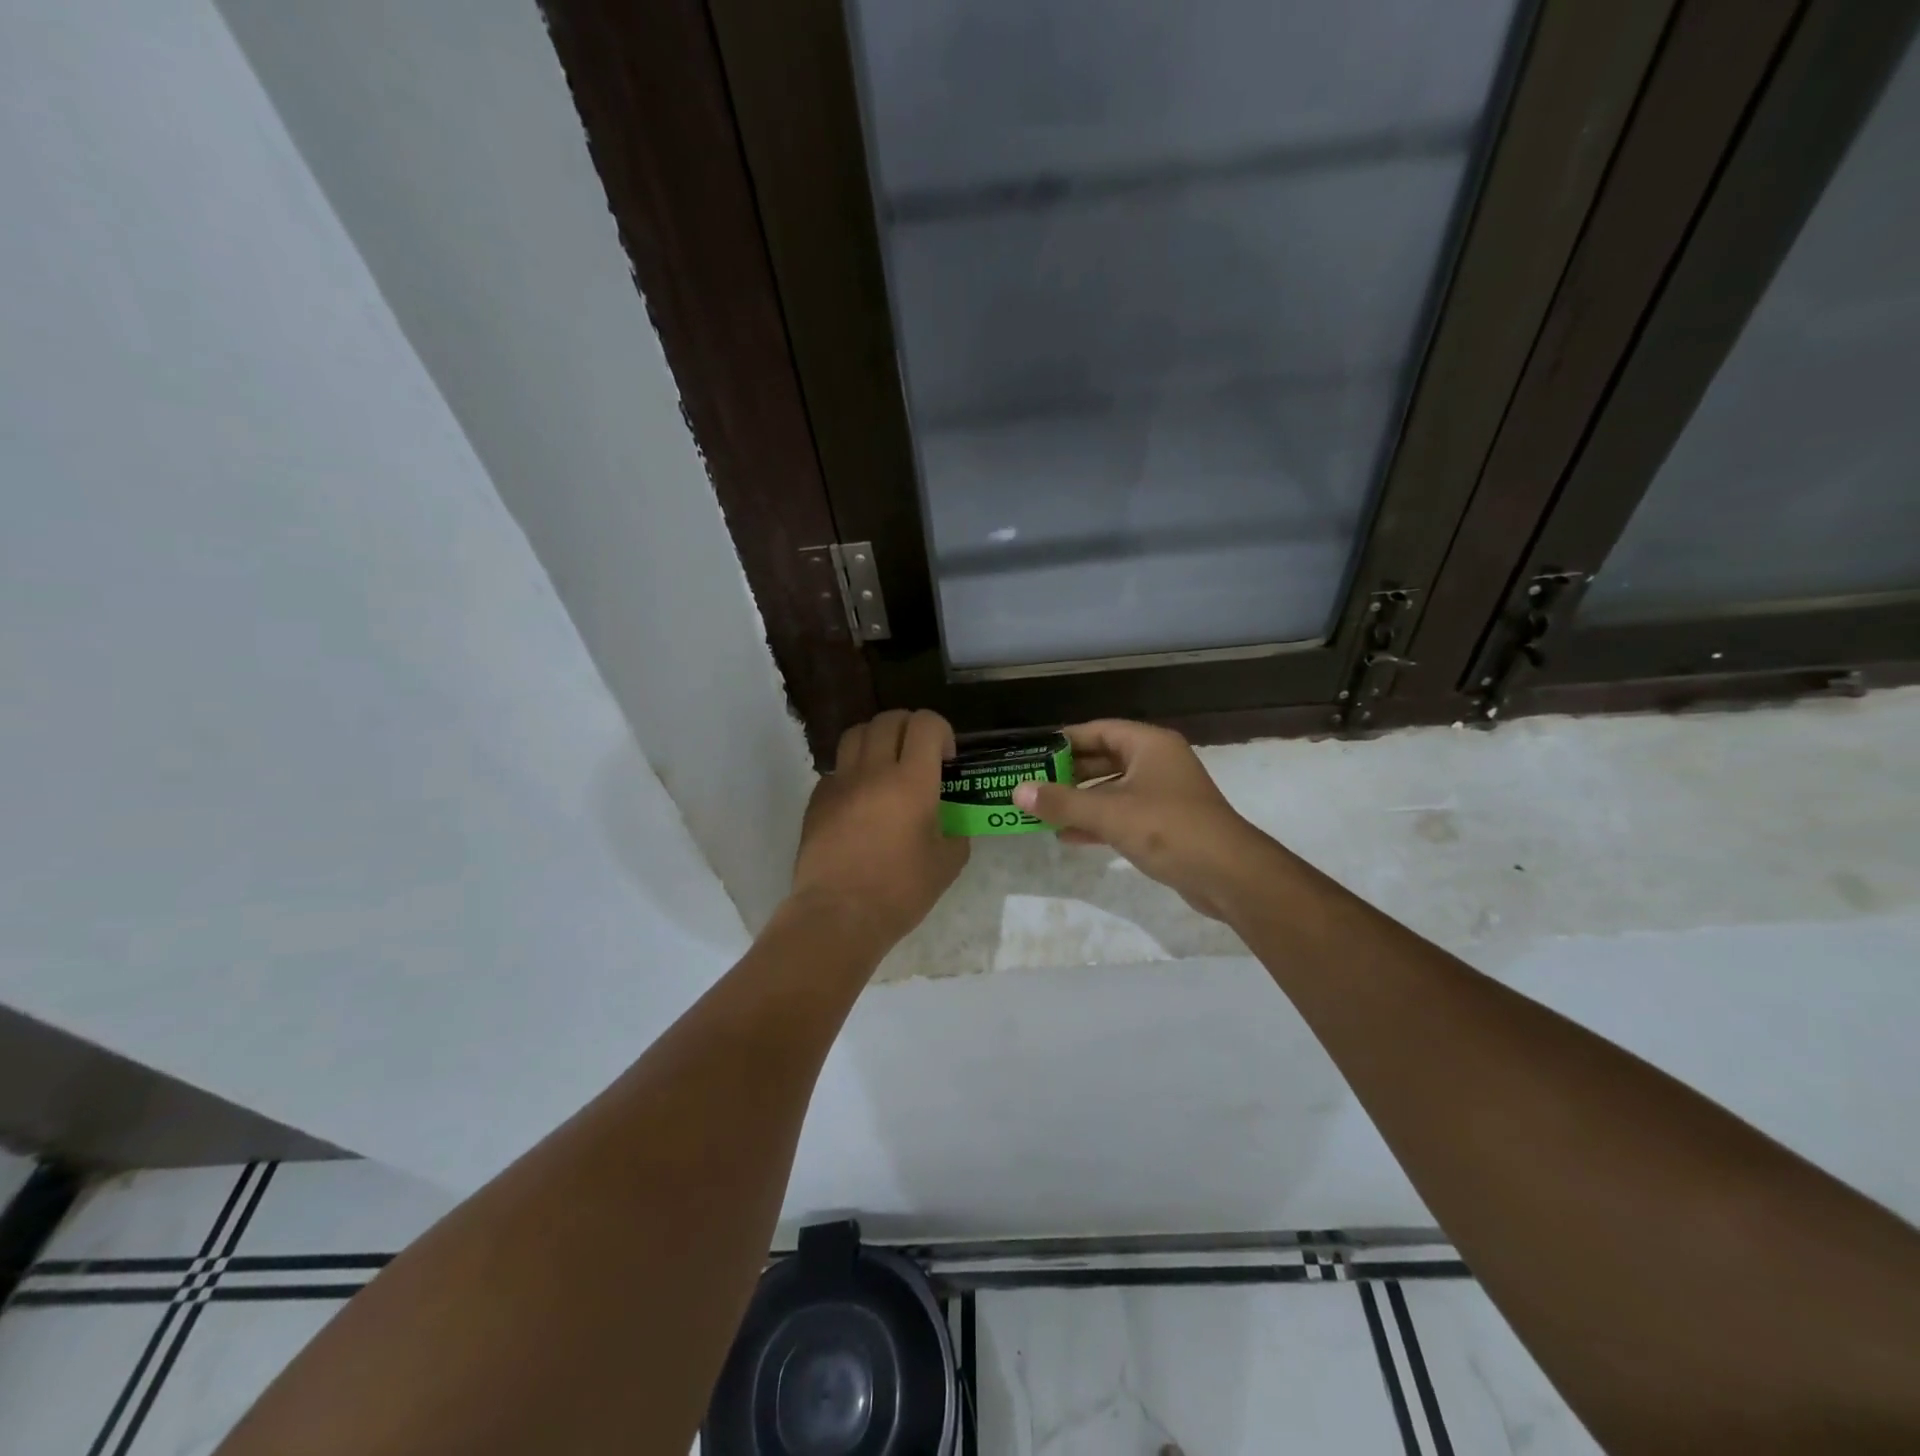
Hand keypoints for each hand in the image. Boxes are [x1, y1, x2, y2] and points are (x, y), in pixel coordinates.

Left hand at [789, 709, 968, 951]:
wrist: (838, 915)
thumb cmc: (900, 891)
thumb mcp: (947, 864)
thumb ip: (956, 833)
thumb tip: (951, 824)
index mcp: (913, 781)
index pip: (926, 724)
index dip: (941, 731)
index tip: (946, 760)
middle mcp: (874, 770)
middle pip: (889, 719)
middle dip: (910, 728)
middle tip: (919, 755)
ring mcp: (841, 782)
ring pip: (857, 733)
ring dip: (877, 739)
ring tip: (886, 766)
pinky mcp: (817, 799)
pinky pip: (837, 768)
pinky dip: (853, 771)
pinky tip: (861, 800)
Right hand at [1012, 720, 1270, 919]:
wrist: (1229, 875)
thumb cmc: (1168, 829)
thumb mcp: (1109, 813)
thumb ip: (1061, 802)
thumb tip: (1017, 791)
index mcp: (1149, 745)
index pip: (1098, 730)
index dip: (1064, 740)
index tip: (1033, 753)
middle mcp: (1157, 763)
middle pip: (1104, 759)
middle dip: (1068, 774)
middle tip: (1031, 784)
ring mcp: (1163, 794)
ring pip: (1112, 790)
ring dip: (1080, 801)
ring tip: (1041, 812)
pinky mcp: (1165, 824)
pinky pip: (1122, 815)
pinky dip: (1097, 822)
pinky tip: (1068, 837)